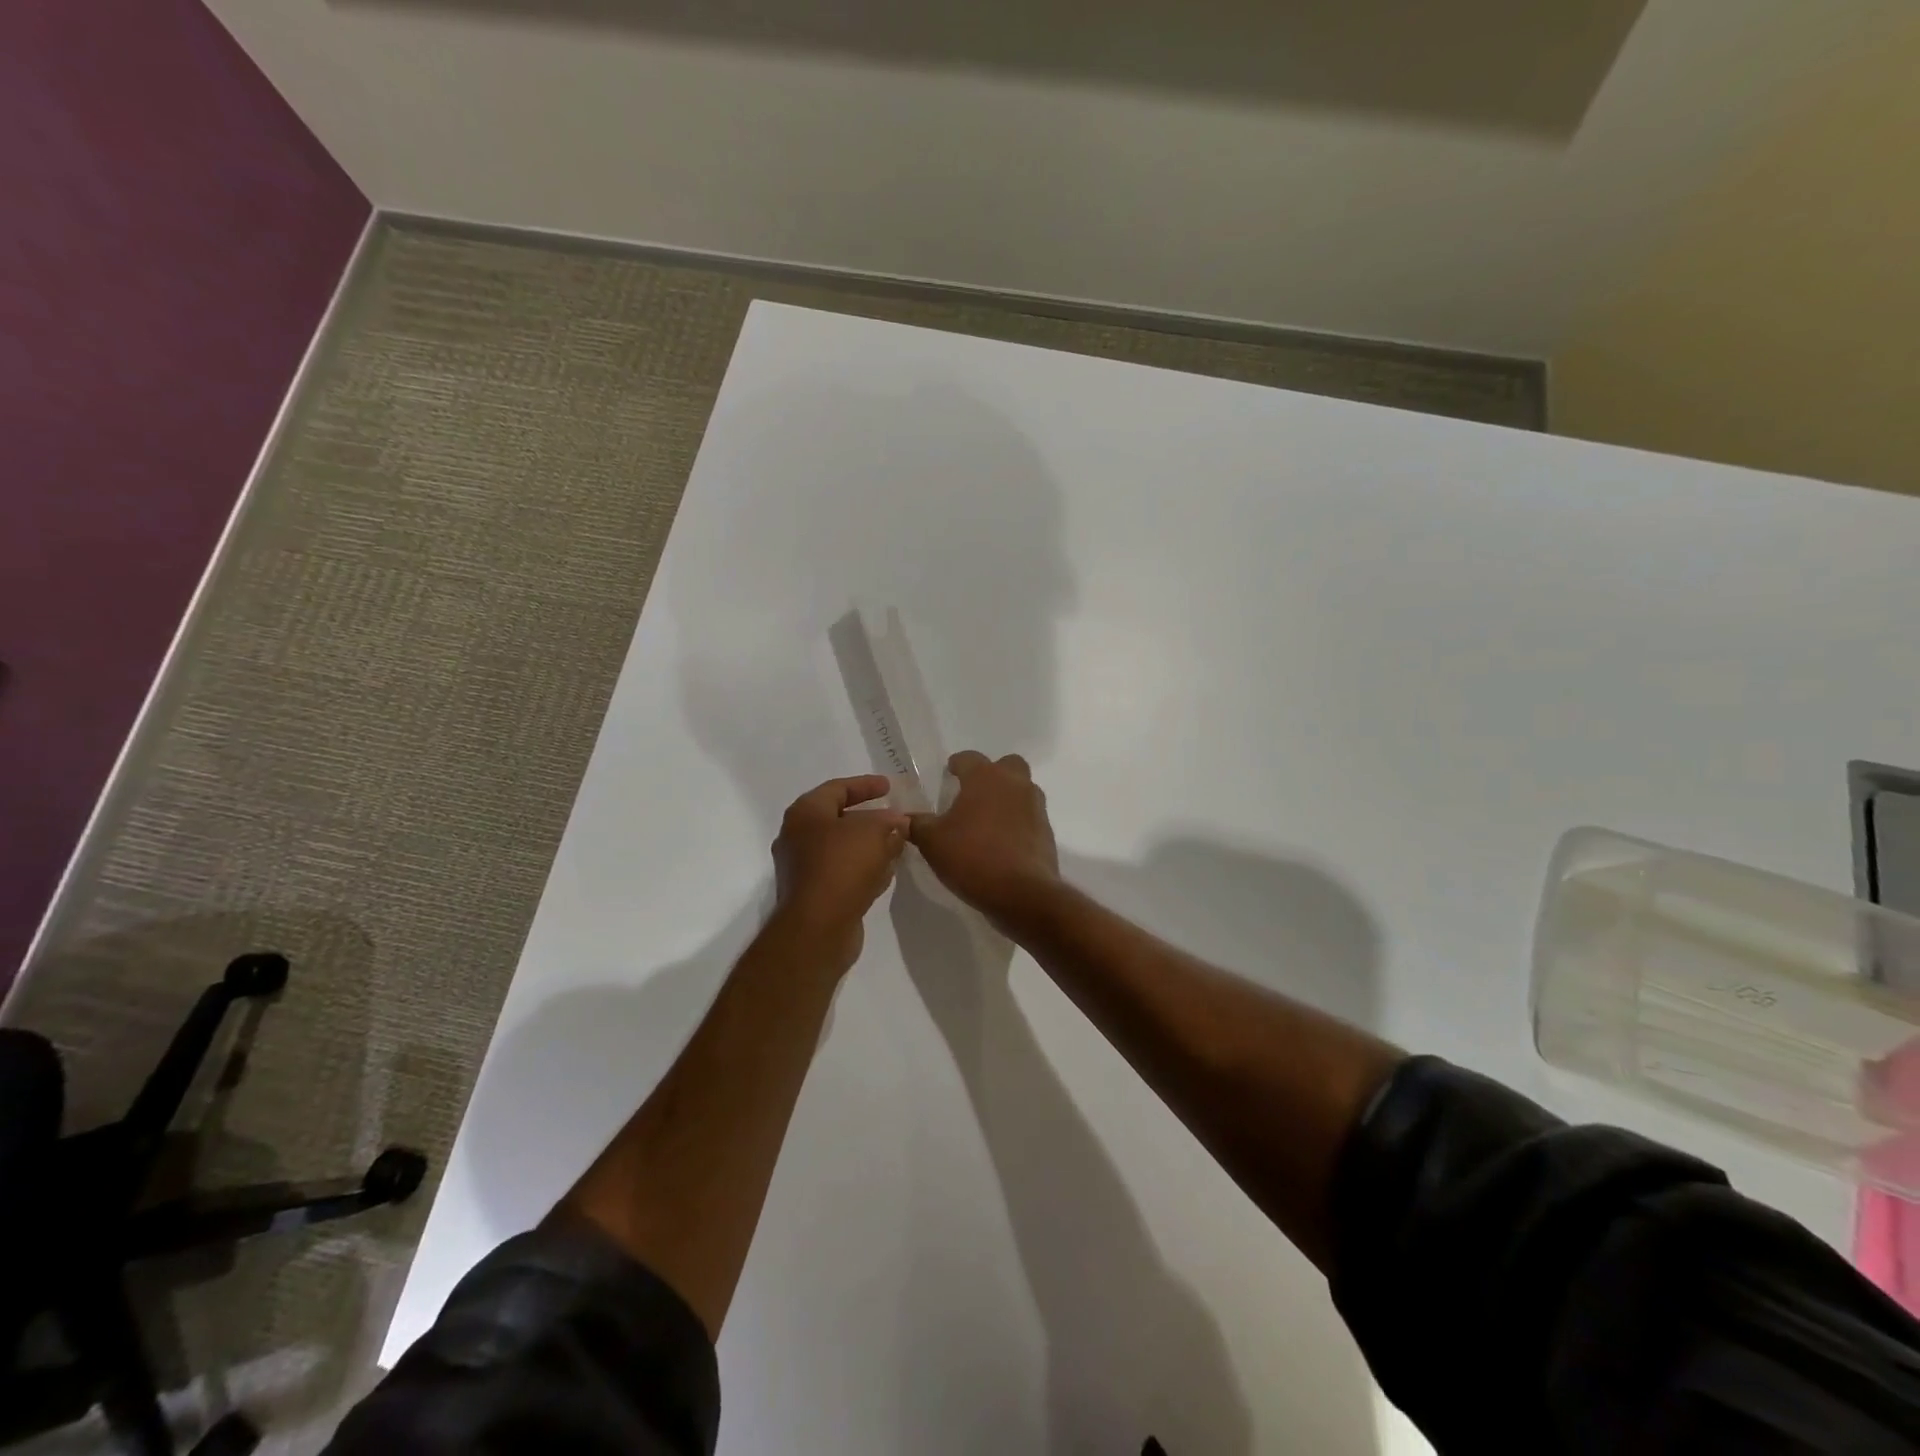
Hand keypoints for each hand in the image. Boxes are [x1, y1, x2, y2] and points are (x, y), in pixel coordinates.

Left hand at [771, 775, 909, 971]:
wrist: (817, 928)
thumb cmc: (842, 866)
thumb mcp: (874, 832)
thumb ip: (889, 821)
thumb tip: (898, 823)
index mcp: (805, 813)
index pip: (837, 788)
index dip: (865, 785)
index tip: (890, 786)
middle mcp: (797, 837)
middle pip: (838, 818)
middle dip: (869, 817)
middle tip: (895, 816)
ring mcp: (803, 868)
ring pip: (842, 848)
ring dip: (868, 845)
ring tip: (896, 844)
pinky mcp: (813, 894)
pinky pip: (842, 872)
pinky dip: (863, 868)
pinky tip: (885, 873)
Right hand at [907, 751, 1060, 925]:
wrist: (1022, 892)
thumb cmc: (972, 856)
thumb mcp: (933, 842)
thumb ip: (917, 825)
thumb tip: (904, 819)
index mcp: (986, 777)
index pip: (969, 758)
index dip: (957, 764)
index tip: (949, 773)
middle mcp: (1015, 784)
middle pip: (1007, 765)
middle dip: (992, 774)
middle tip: (973, 794)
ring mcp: (1035, 807)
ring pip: (1022, 790)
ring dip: (1007, 798)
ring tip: (986, 820)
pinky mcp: (1046, 831)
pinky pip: (1029, 817)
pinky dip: (1017, 822)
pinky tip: (1002, 842)